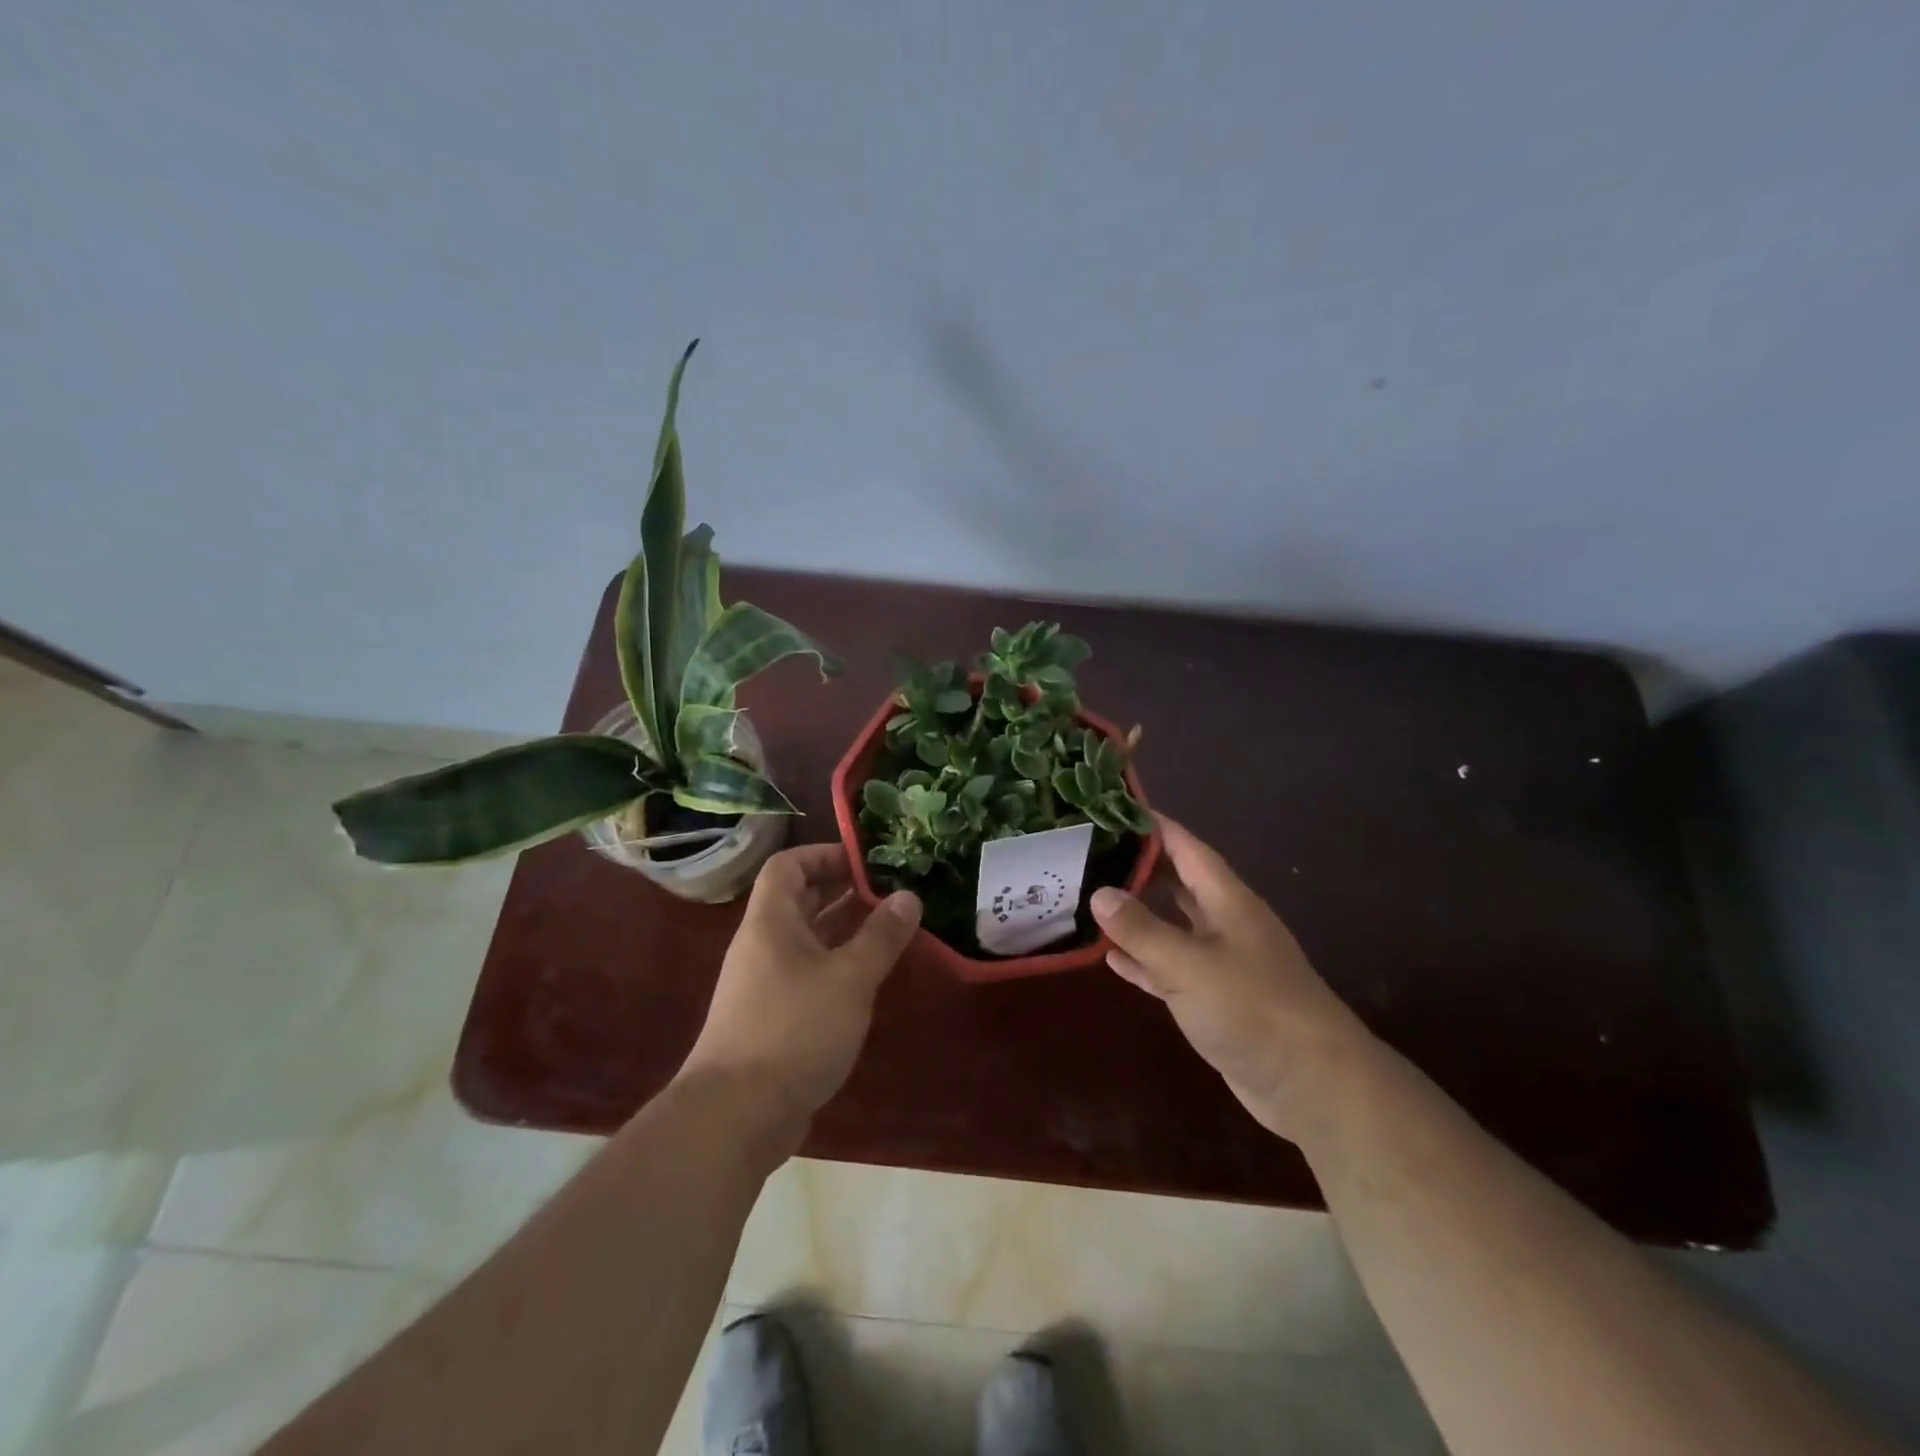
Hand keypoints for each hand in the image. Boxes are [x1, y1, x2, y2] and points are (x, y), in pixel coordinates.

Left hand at [679, 844, 921, 1150]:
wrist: (736, 1114)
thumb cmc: (794, 1029)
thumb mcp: (849, 978)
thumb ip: (881, 936)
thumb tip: (909, 896)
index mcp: (771, 922)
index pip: (788, 866)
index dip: (823, 854)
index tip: (865, 860)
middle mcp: (762, 945)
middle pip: (798, 900)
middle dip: (841, 890)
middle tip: (888, 890)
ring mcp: (764, 983)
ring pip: (806, 940)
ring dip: (843, 929)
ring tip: (888, 926)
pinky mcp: (772, 1017)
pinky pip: (807, 973)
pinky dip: (836, 965)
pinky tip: (867, 977)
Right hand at [1091, 816, 1371, 1140]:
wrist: (1312, 1084)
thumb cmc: (1253, 1008)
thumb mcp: (1190, 964)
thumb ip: (1142, 930)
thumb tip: (1099, 893)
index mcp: (1228, 901)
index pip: (1186, 848)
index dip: (1153, 826)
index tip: (1112, 808)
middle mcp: (1225, 924)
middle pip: (1177, 883)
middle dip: (1138, 867)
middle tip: (1089, 853)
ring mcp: (1221, 963)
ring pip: (1171, 926)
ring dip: (1137, 915)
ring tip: (1090, 898)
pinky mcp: (1214, 1000)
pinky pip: (1170, 968)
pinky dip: (1143, 960)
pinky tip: (1110, 957)